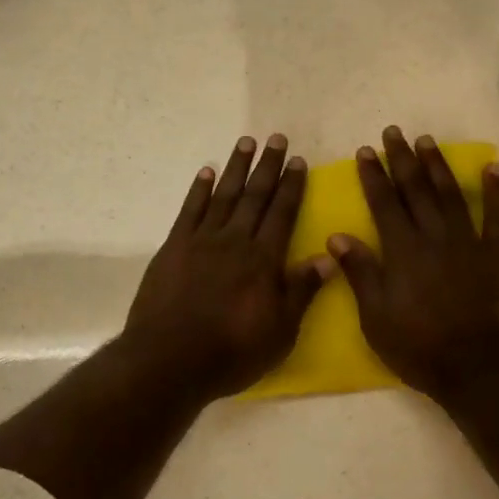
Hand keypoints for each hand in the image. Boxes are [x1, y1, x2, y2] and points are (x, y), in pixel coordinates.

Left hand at [120, 134, 332, 401]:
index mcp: (263, 259)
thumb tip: (328, 255)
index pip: (282, 213)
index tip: (297, 160)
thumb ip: (301, 290)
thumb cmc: (231, 351)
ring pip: (223, 195)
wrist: (169, 359)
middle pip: (254, 196)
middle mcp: (234, 241)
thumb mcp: (280, 331)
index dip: (291, 186)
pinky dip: (199, 189)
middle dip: (267, 167)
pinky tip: (206, 172)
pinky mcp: (173, 248)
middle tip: (276, 138)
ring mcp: (201, 241)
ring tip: (246, 142)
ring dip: (236, 168)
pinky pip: (189, 210)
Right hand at [329, 127, 498, 402]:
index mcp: (402, 250)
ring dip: (437, 165)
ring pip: (450, 194)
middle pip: (416, 189)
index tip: (365, 151)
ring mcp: (468, 242)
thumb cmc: (419, 345)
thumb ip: (359, 272)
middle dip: (402, 159)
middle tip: (393, 132)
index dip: (373, 175)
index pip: (384, 202)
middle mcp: (434, 236)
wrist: (479, 367)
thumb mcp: (375, 316)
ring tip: (427, 141)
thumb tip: (337, 235)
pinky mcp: (497, 254)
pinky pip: (497, 216)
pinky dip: (495, 190)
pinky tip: (492, 167)